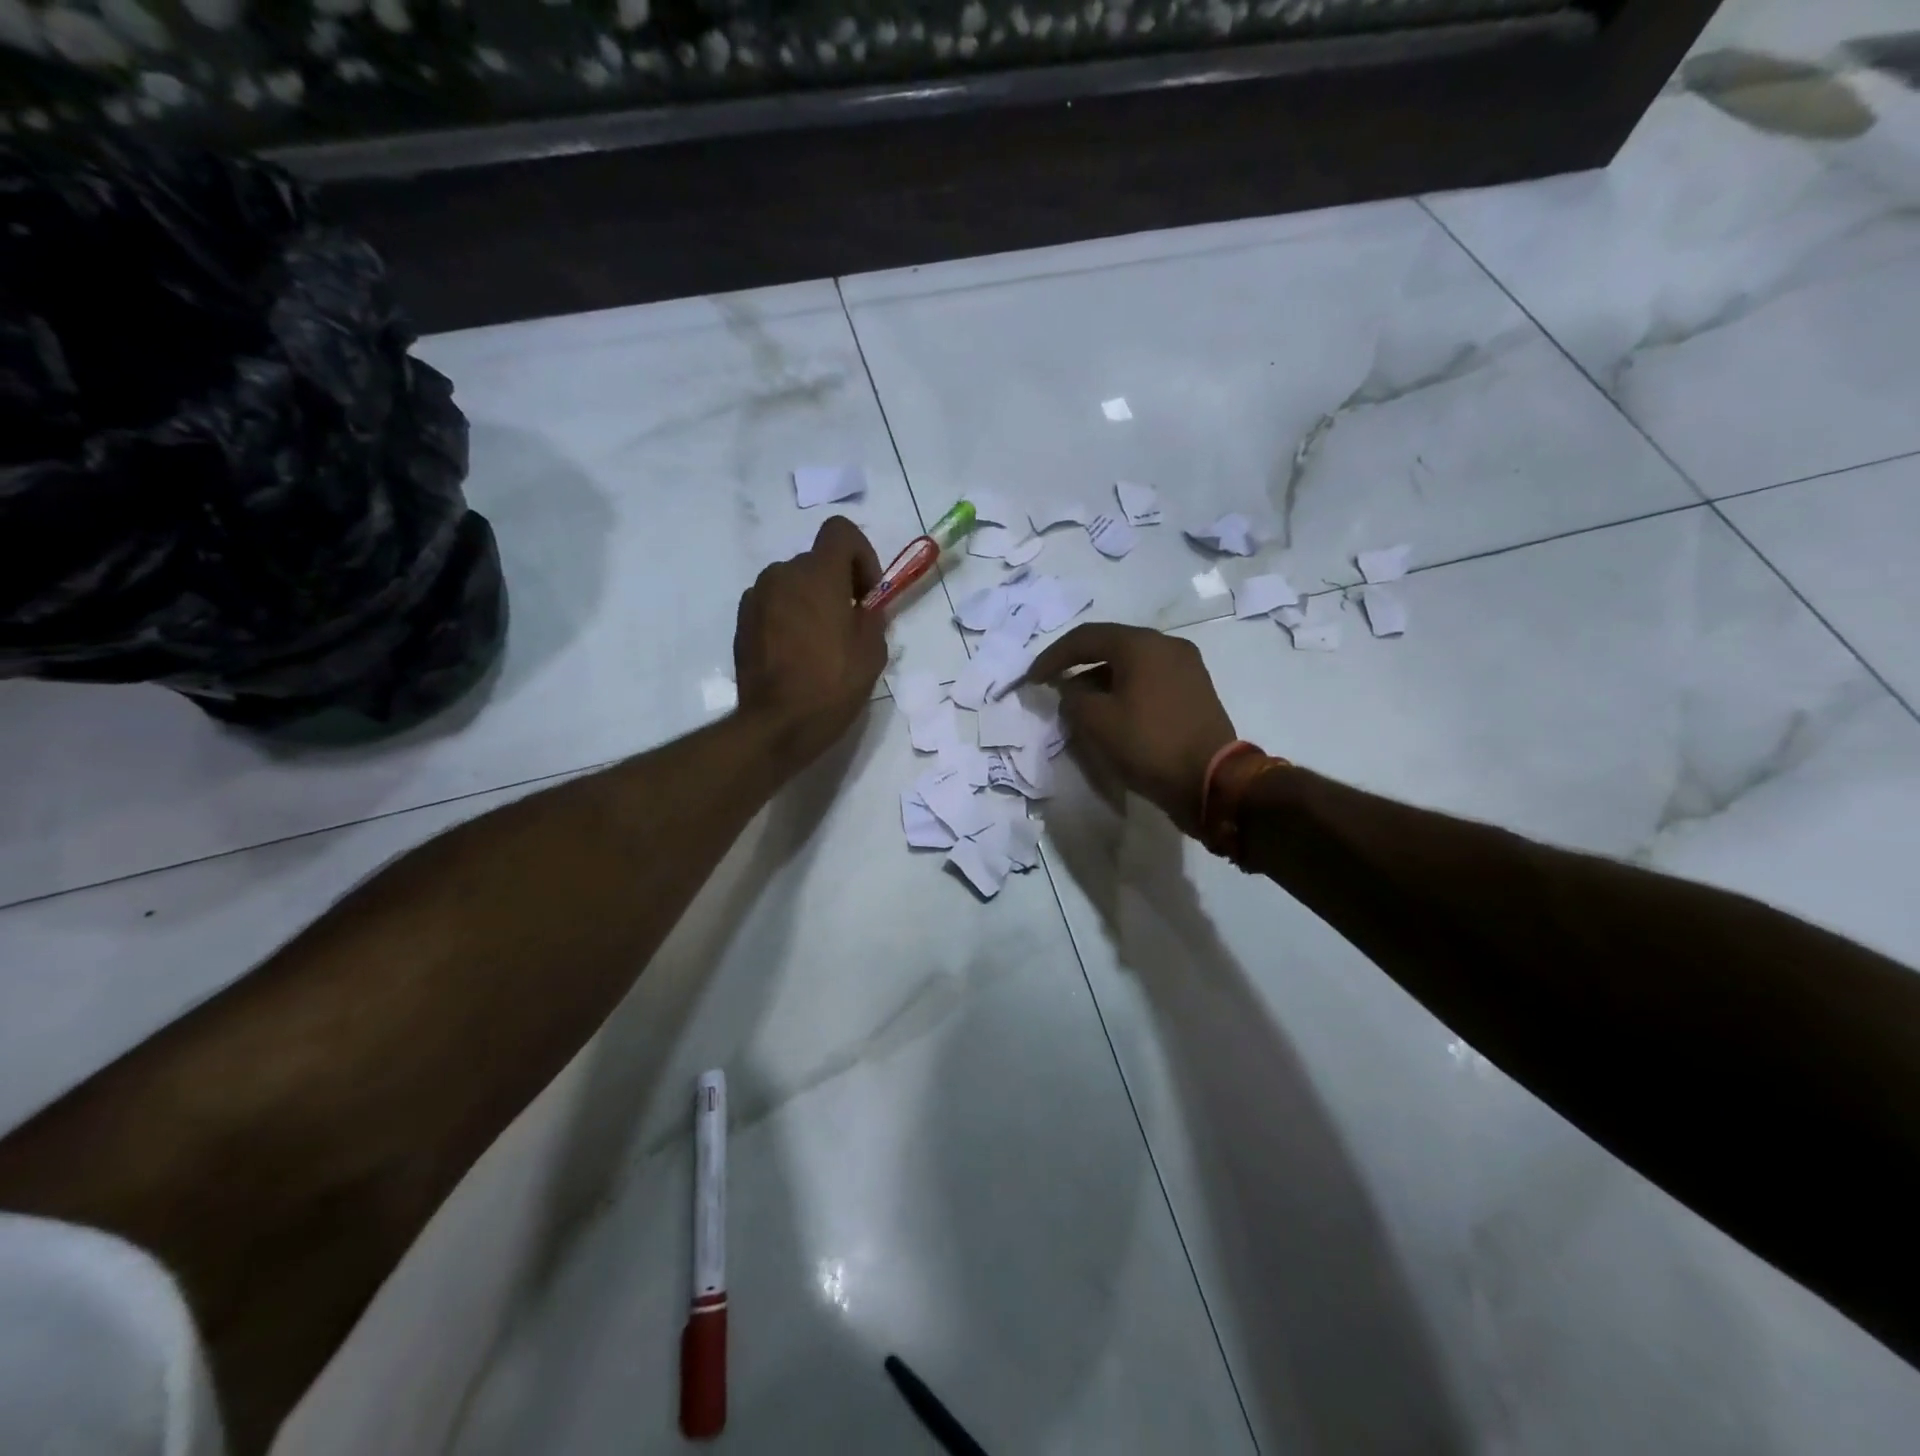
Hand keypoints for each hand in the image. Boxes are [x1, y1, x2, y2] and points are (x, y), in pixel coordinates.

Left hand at [734, 516, 889, 776]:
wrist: (778, 724)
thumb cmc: (832, 685)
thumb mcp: (872, 651)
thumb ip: (872, 617)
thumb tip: (864, 608)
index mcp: (817, 575)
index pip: (841, 531)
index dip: (861, 554)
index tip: (867, 593)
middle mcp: (782, 574)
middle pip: (816, 561)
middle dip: (837, 583)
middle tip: (849, 623)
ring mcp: (756, 597)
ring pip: (792, 583)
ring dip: (811, 599)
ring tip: (821, 641)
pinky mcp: (742, 621)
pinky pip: (773, 604)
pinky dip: (788, 616)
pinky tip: (796, 652)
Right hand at [1025, 623, 1237, 835]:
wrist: (1211, 781)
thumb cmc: (1149, 745)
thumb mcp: (1097, 722)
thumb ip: (1073, 698)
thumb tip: (1071, 690)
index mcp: (1142, 645)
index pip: (1085, 637)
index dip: (1053, 656)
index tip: (1032, 679)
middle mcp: (1167, 645)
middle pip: (1111, 646)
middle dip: (1078, 665)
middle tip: (1054, 685)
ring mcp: (1186, 667)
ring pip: (1132, 663)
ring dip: (1101, 679)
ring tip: (1080, 704)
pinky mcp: (1195, 690)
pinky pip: (1150, 679)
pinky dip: (1125, 689)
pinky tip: (1112, 711)